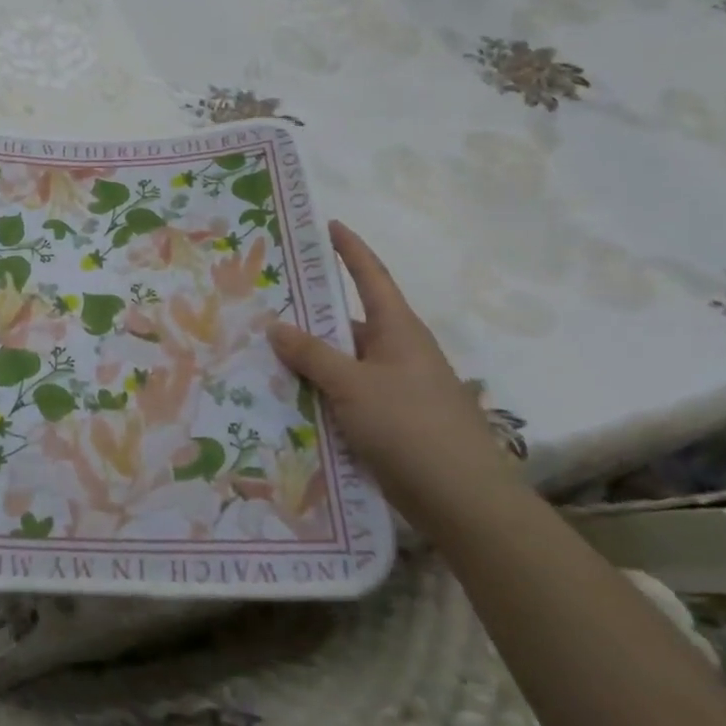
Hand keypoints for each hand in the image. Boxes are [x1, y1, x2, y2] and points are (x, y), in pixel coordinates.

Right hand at [266, 220, 520, 531]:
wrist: (462, 500)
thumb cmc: (410, 427)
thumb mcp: (352, 385)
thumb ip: (311, 354)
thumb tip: (275, 324)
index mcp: (398, 330)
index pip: (371, 277)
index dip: (350, 249)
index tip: (328, 225)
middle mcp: (398, 352)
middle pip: (348, 323)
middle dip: (311, 315)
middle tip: (266, 303)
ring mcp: (396, 389)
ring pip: (344, 363)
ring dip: (311, 360)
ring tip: (263, 355)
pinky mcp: (391, 422)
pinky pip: (347, 395)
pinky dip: (320, 393)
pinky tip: (288, 400)